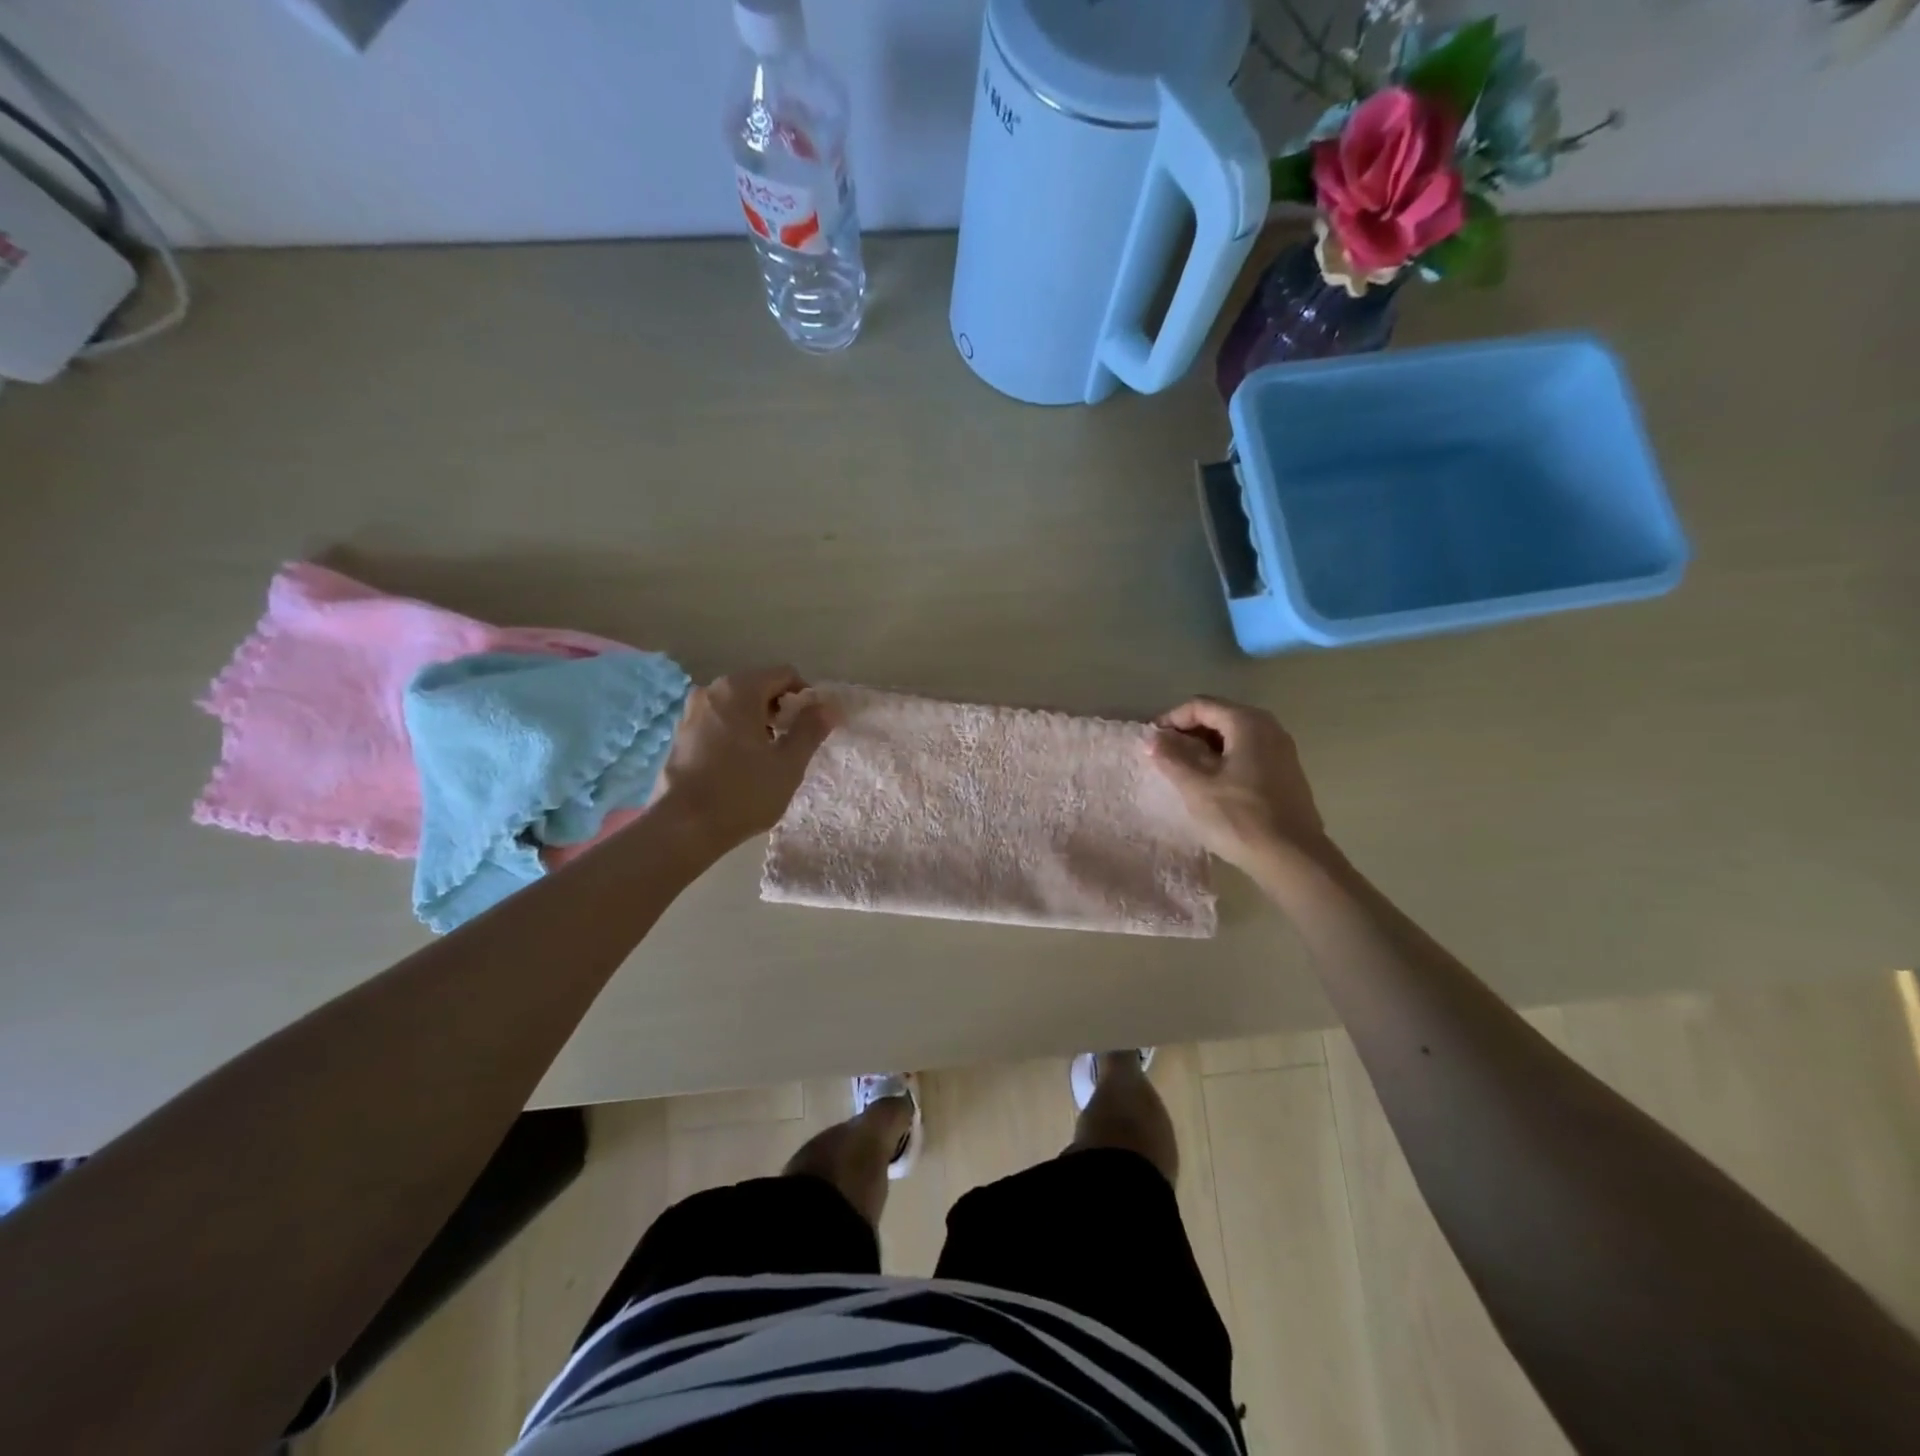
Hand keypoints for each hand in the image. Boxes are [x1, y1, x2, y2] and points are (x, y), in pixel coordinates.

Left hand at [656, 666, 833, 851]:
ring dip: (757, 721)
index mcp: (739, 689)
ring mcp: (691, 712)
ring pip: (736, 705)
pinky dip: (735, 732)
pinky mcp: (680, 734)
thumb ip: (811, 729)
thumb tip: (827, 707)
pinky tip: (739, 765)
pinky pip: (717, 721)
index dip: (805, 697)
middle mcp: (711, 691)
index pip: (784, 674)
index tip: (811, 727)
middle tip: (790, 744)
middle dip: (780, 709)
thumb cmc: (743, 792)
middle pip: (758, 686)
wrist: (683, 827)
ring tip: (766, 757)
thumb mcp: (788, 763)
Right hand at [1147, 697, 1328, 871]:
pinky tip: (1211, 785)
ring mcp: (1281, 751)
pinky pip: (1247, 753)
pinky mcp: (1285, 773)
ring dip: (1205, 748)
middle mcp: (1269, 727)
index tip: (1150, 741)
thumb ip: (1171, 757)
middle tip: (1164, 756)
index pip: (1200, 705)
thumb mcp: (1196, 786)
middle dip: (1188, 733)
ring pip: (1233, 736)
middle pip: (1219, 717)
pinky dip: (1224, 760)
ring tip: (1183, 772)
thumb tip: (1152, 738)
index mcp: (1247, 722)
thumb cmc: (1240, 817)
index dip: (1171, 719)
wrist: (1293, 858)